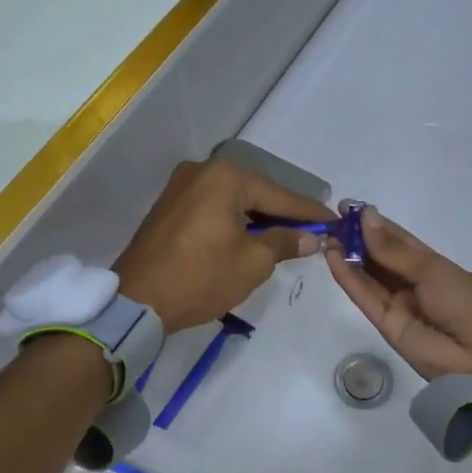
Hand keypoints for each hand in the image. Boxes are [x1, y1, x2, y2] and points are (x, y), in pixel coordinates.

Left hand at [114, 158, 331, 331]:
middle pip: (256, 191)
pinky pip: (213, 206)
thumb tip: (310, 237)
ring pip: (233, 198)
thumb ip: (284, 242)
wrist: (137, 301)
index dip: (309, 211)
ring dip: (258, 216)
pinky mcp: (169, 205)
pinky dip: (234, 219)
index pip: (279, 195)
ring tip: (285, 235)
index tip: (334, 219)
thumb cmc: (200, 278)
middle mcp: (202, 171)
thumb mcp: (252, 262)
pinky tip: (250, 235)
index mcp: (225, 177)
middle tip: (312, 229)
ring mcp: (181, 186)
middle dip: (283, 212)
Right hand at [326, 208, 471, 379]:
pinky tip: (333, 258)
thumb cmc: (469, 301)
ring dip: (348, 257)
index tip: (349, 207)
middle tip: (331, 219)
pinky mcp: (387, 327)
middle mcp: (414, 284)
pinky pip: (366, 299)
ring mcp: (400, 306)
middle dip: (357, 239)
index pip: (398, 240)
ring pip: (369, 278)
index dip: (374, 224)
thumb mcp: (432, 270)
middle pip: (380, 259)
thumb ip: (393, 250)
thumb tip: (366, 217)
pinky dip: (349, 279)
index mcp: (433, 266)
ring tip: (326, 235)